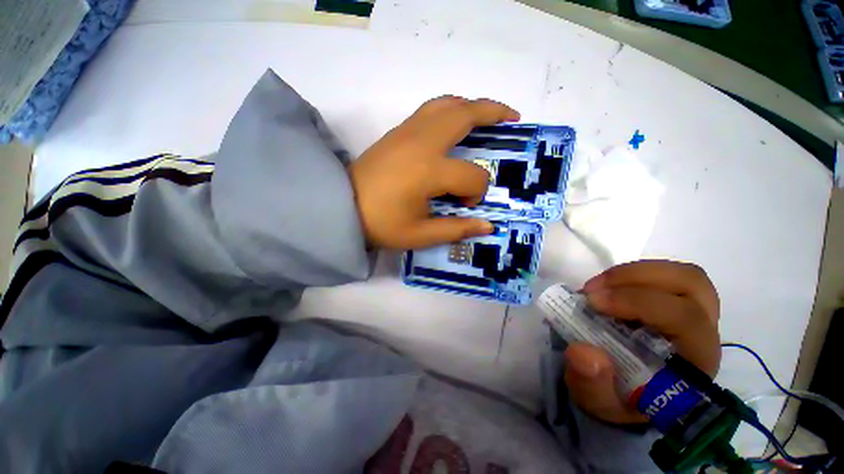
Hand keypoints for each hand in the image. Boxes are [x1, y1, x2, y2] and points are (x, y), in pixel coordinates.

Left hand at [348, 96, 519, 248]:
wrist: (341, 207)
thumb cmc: (381, 224)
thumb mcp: (420, 235)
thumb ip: (456, 229)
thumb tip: (488, 226)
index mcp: (429, 171)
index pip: (471, 176)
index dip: (475, 192)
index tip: (463, 205)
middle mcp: (421, 143)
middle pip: (465, 114)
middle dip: (493, 113)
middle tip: (512, 118)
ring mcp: (407, 132)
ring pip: (446, 104)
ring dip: (471, 105)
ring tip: (487, 115)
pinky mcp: (397, 131)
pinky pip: (430, 110)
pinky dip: (450, 110)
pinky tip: (454, 125)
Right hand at [563, 260, 720, 424]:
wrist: (629, 391)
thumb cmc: (620, 398)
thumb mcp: (600, 402)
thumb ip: (592, 385)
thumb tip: (583, 352)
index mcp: (694, 362)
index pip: (685, 319)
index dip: (639, 302)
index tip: (592, 301)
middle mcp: (703, 332)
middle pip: (691, 284)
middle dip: (636, 279)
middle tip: (593, 289)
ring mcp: (693, 313)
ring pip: (681, 274)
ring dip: (633, 273)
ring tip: (598, 285)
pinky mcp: (676, 302)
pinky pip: (665, 275)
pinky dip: (631, 274)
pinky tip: (607, 287)